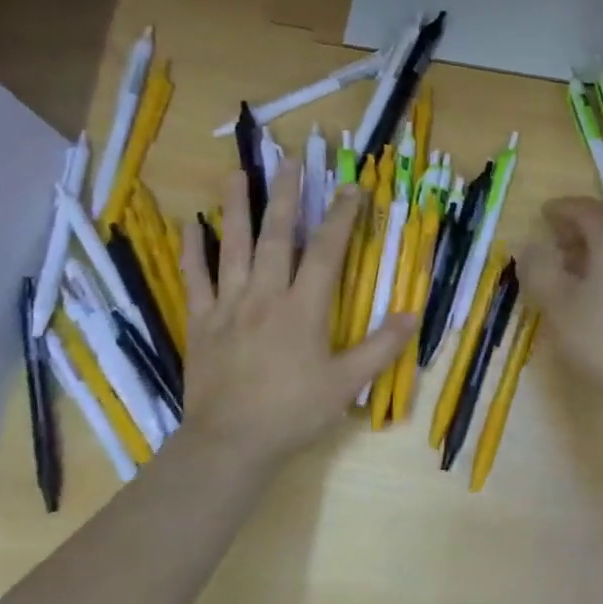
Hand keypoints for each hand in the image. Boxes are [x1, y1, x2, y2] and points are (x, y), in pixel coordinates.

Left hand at [177, 162, 414, 467]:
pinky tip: (191, 226)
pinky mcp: (201, 323)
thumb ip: (381, 348)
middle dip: (286, 196)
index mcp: (303, 308)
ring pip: (232, 247)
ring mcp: (228, 306)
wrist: (231, 443)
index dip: (341, 216)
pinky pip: (195, 279)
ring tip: (237, 174)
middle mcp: (265, 296)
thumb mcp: (347, 384)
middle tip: (290, 161)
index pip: (326, 251)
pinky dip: (192, 251)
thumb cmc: (294, 412)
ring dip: (235, 208)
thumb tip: (411, 314)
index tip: (352, 187)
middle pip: (276, 235)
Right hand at [517, 197, 602, 405]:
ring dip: (596, 238)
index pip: (588, 211)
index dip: (564, 208)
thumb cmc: (598, 337)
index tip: (543, 213)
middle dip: (584, 218)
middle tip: (558, 232)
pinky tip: (589, 282)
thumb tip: (530, 245)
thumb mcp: (556, 302)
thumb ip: (539, 268)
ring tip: (568, 258)